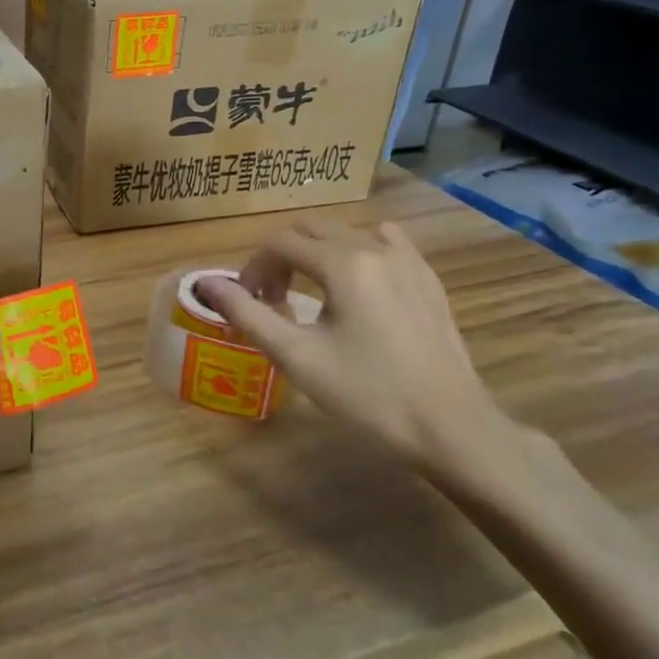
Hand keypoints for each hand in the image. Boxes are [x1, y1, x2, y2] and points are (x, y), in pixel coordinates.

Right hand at [198, 215, 515, 476]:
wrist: (451, 429)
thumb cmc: (367, 395)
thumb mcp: (297, 357)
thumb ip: (247, 314)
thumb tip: (206, 284)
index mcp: (342, 264)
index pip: (279, 243)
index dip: (252, 267)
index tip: (246, 301)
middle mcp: (374, 249)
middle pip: (310, 230)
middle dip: (280, 257)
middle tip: (271, 299)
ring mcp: (408, 261)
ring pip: (346, 233)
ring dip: (316, 252)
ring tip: (310, 292)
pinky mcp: (428, 279)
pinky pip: (386, 243)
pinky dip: (358, 251)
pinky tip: (358, 283)